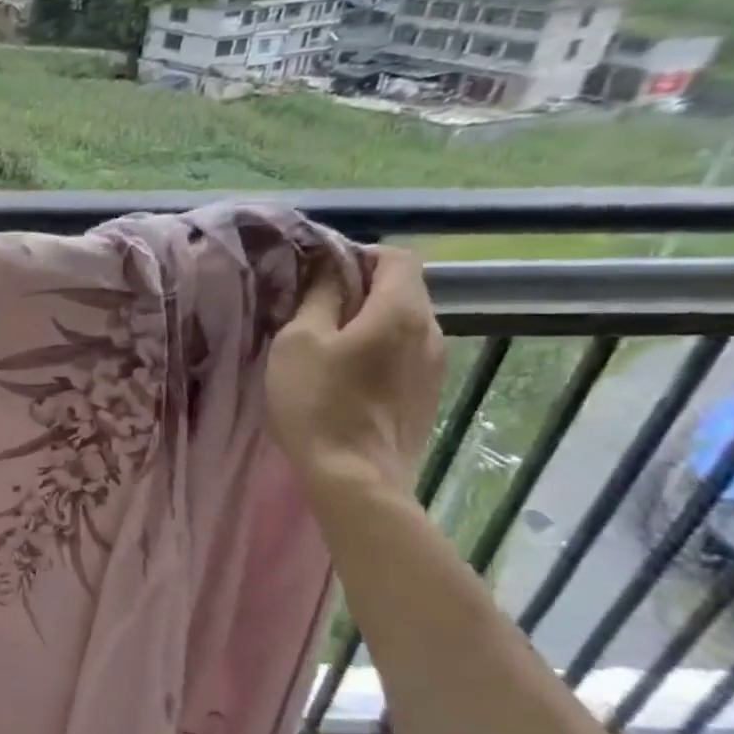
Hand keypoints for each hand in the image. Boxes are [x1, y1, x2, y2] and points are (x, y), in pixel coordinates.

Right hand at [266, 247, 445, 500]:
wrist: (355, 477)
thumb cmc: (319, 403)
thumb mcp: (298, 342)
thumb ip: (317, 297)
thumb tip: (328, 269)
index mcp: (401, 310)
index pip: (396, 256)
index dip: (357, 256)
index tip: (319, 275)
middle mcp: (431, 331)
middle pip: (402, 291)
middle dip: (360, 291)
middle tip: (313, 312)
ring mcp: (434, 367)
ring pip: (402, 326)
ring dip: (368, 325)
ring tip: (327, 348)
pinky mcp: (427, 397)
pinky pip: (404, 357)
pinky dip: (377, 353)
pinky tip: (345, 379)